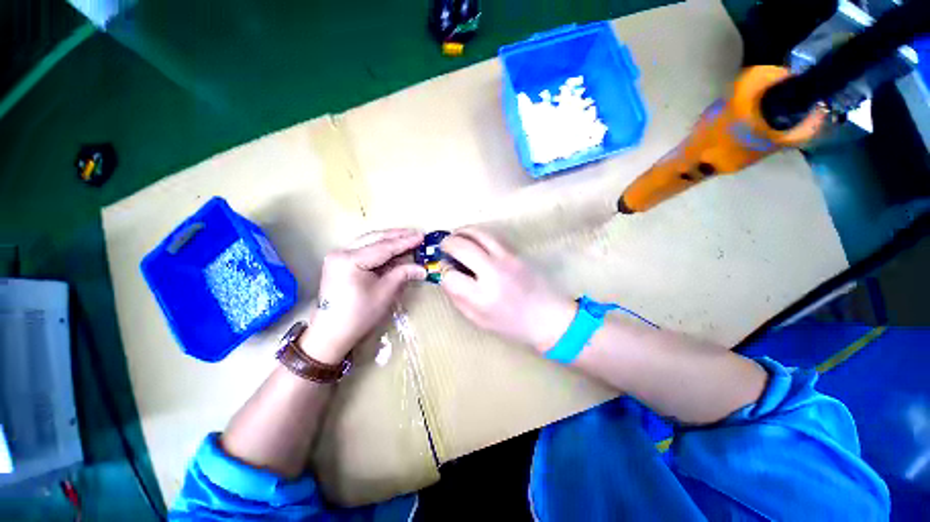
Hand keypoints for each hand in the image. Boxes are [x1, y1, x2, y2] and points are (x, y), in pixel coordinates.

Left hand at [300, 229, 426, 363]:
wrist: (331, 334)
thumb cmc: (359, 315)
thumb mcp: (385, 292)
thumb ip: (403, 274)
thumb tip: (422, 269)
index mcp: (350, 260)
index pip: (383, 247)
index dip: (405, 242)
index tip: (422, 236)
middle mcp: (341, 252)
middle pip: (374, 239)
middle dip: (396, 236)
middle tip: (416, 234)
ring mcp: (338, 257)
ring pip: (368, 242)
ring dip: (388, 241)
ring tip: (407, 238)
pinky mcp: (339, 263)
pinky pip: (363, 250)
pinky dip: (379, 249)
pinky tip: (392, 249)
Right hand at [439, 227, 575, 352]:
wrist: (548, 317)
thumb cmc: (512, 325)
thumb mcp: (479, 320)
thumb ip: (458, 298)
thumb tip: (446, 277)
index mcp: (482, 296)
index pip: (450, 276)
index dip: (443, 272)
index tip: (446, 273)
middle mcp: (493, 272)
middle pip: (461, 246)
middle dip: (447, 244)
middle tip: (443, 247)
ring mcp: (506, 259)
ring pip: (477, 233)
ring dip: (461, 232)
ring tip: (455, 237)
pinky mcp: (515, 252)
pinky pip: (490, 237)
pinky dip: (476, 234)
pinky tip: (473, 241)